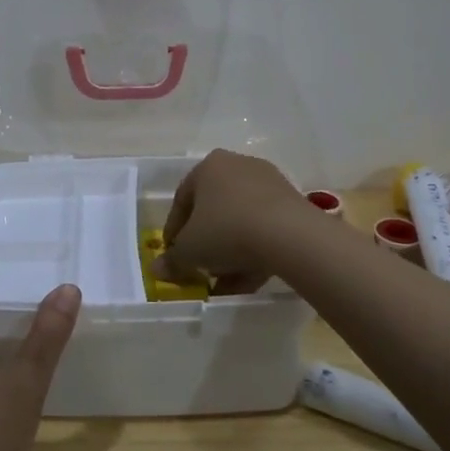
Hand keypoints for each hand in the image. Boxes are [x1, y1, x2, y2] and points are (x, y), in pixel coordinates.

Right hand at [156, 149, 307, 294]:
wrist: (290, 235)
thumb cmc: (227, 231)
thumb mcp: (190, 250)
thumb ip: (172, 260)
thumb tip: (157, 269)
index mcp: (208, 167)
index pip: (182, 200)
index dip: (174, 231)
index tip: (173, 255)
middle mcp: (238, 166)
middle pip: (213, 210)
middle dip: (205, 243)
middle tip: (200, 268)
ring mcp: (269, 183)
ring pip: (240, 222)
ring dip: (229, 253)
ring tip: (225, 283)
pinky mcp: (292, 204)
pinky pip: (264, 229)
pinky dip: (254, 252)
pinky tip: (248, 280)